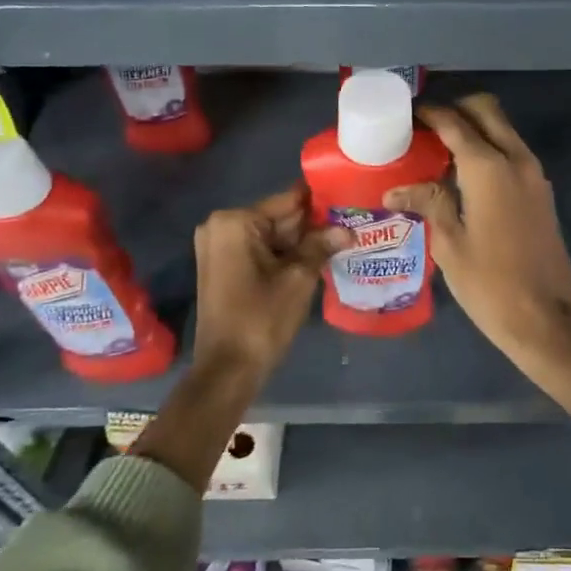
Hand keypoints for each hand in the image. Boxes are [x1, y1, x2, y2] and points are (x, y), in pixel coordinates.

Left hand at [190, 182, 349, 383]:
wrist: (228, 369)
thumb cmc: (261, 319)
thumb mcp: (298, 279)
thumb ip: (321, 246)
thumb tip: (347, 230)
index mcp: (235, 222)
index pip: (287, 200)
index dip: (320, 202)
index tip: (349, 200)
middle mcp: (221, 226)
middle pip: (278, 218)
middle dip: (312, 224)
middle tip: (352, 224)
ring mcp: (219, 247)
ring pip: (271, 236)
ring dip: (302, 242)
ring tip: (343, 239)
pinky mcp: (222, 267)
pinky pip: (260, 251)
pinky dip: (285, 255)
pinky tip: (318, 257)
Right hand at [384, 94, 570, 371]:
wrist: (548, 318)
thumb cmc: (490, 284)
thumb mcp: (450, 244)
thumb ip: (429, 203)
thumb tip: (395, 190)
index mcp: (489, 168)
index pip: (455, 122)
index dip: (429, 113)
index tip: (406, 113)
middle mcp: (516, 159)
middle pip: (487, 111)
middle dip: (456, 109)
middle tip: (425, 127)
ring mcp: (534, 175)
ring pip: (503, 130)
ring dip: (475, 128)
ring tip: (438, 149)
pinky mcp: (541, 192)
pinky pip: (512, 152)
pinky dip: (489, 149)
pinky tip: (463, 175)